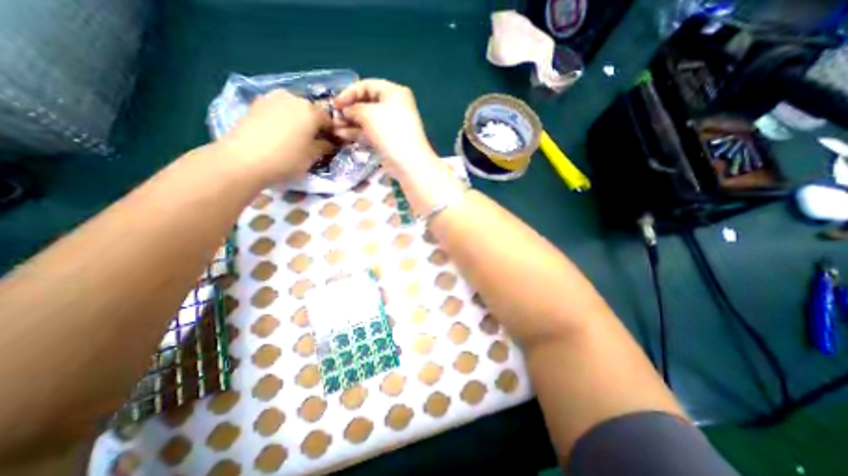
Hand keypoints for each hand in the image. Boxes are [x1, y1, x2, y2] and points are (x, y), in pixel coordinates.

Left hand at [218, 87, 333, 183]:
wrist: (243, 160)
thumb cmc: (286, 159)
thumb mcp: (313, 156)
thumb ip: (325, 146)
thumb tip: (329, 142)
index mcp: (311, 111)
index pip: (329, 119)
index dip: (332, 131)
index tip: (330, 143)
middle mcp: (293, 98)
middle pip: (310, 110)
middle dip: (314, 123)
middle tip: (313, 140)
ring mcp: (272, 98)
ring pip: (293, 108)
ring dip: (298, 119)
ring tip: (295, 137)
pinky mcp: (256, 103)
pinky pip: (278, 109)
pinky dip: (283, 118)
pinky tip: (279, 133)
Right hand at [331, 78, 436, 177]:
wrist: (408, 162)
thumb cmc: (390, 132)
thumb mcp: (368, 114)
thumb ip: (353, 108)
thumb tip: (345, 111)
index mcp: (394, 93)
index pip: (367, 85)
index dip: (349, 92)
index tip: (334, 103)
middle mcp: (394, 106)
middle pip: (367, 103)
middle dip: (349, 109)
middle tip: (333, 116)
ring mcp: (391, 125)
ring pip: (367, 119)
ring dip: (350, 122)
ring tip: (334, 128)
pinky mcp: (388, 140)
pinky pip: (370, 132)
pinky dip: (357, 133)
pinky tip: (342, 135)